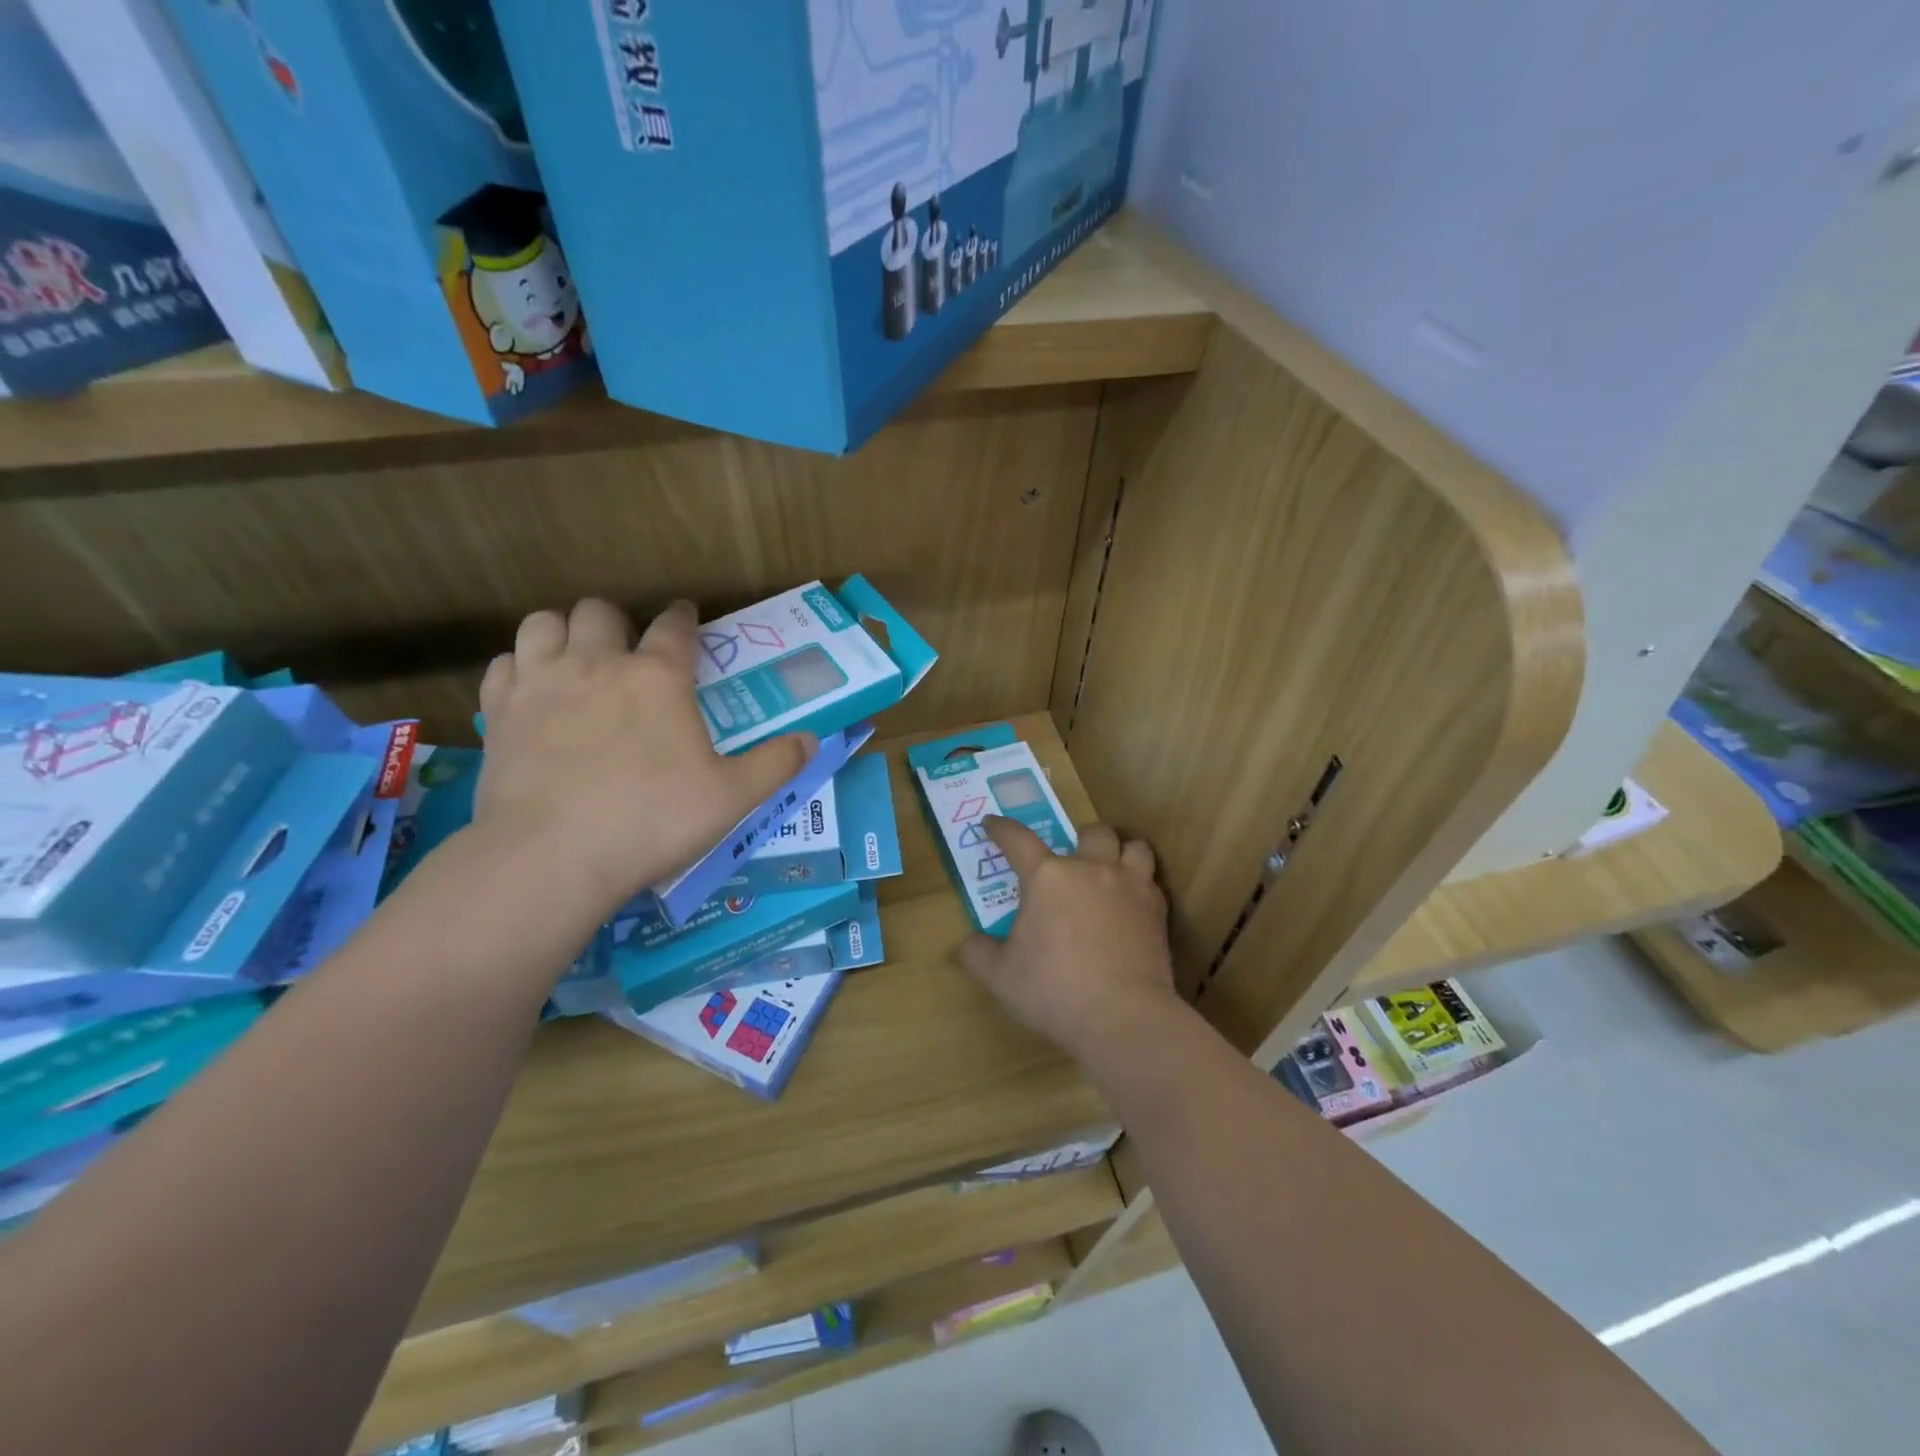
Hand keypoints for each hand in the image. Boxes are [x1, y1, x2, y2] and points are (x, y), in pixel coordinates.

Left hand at [473, 599, 813, 926]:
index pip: (674, 626)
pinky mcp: (500, 711)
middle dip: (617, 621)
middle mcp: (598, 663)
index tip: (687, 618)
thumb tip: (812, 739)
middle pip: (600, 612)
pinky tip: (532, 691)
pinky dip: (521, 668)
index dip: (684, 617)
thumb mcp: (732, 797)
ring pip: (543, 623)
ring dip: (562, 631)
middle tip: (627, 649)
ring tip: (574, 657)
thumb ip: (777, 764)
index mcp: (658, 677)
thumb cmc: (652, 820)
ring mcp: (541, 683)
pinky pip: (504, 663)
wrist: (553, 856)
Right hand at [958, 818, 1184, 1062]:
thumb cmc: (1053, 991)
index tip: (992, 824)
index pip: (1018, 840)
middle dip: (1081, 839)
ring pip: (1134, 847)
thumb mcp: (1000, 977)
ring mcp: (1130, 886)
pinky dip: (1141, 886)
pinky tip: (1131, 906)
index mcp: (1047, 877)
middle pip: (1092, 832)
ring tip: (1111, 871)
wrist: (1122, 1016)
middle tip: (1071, 862)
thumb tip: (970, 943)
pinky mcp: (1157, 910)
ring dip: (1120, 853)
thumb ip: (978, 953)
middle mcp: (1091, 869)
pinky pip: (1152, 882)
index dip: (1001, 829)